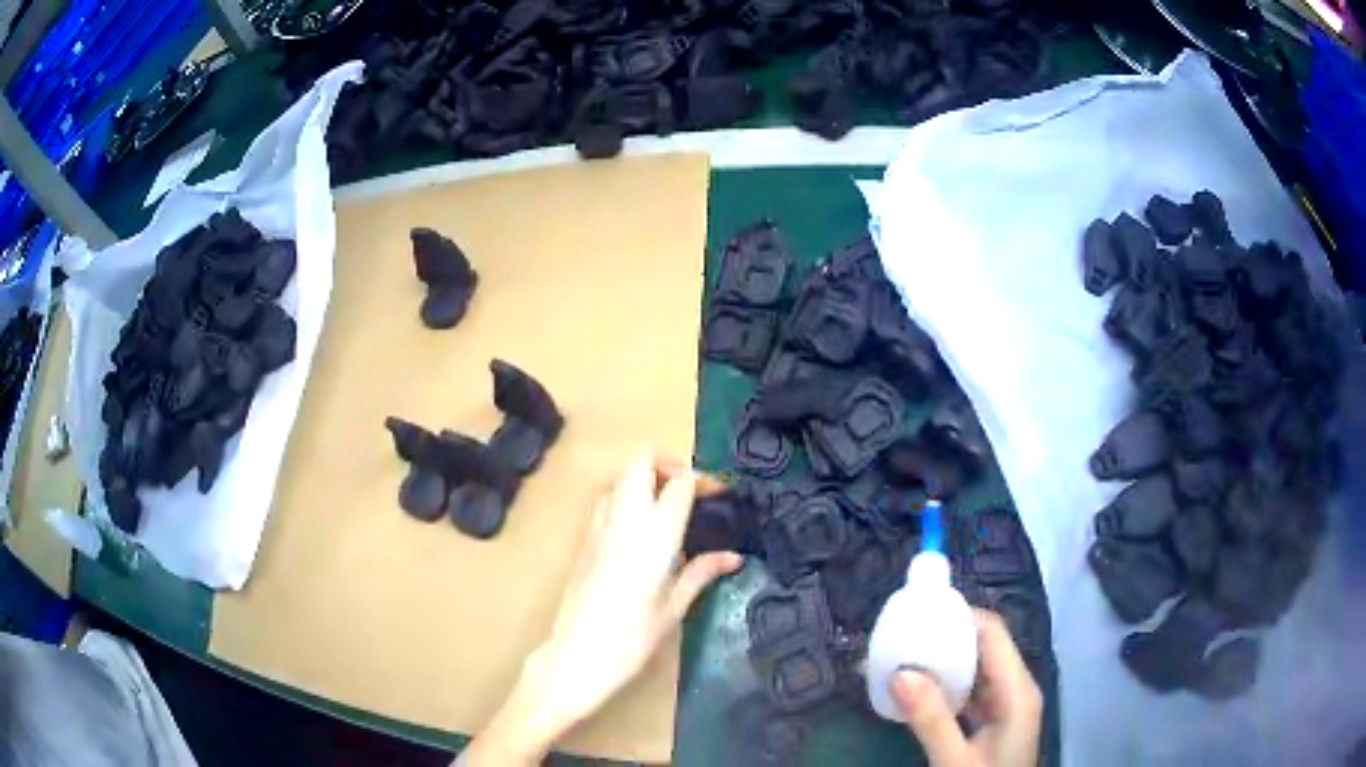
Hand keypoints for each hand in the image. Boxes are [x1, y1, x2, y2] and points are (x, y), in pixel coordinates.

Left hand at [462, 451, 742, 765]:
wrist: (576, 655)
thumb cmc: (633, 638)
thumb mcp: (674, 607)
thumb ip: (701, 572)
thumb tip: (733, 557)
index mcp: (655, 534)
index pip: (679, 483)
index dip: (701, 481)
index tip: (718, 495)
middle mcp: (625, 518)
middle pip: (641, 460)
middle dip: (668, 463)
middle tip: (689, 489)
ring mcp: (599, 525)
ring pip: (621, 475)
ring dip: (646, 477)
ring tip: (669, 507)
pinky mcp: (584, 538)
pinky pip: (608, 499)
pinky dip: (627, 496)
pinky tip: (642, 530)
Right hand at [891, 609, 1041, 766]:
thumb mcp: (954, 761)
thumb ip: (930, 720)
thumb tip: (898, 672)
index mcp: (1017, 691)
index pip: (993, 633)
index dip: (959, 616)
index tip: (916, 614)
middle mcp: (1016, 689)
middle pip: (984, 646)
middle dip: (943, 639)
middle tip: (898, 639)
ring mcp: (1006, 705)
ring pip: (975, 669)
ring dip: (941, 663)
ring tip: (900, 661)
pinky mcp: (994, 720)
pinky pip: (970, 691)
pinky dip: (944, 687)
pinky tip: (916, 692)